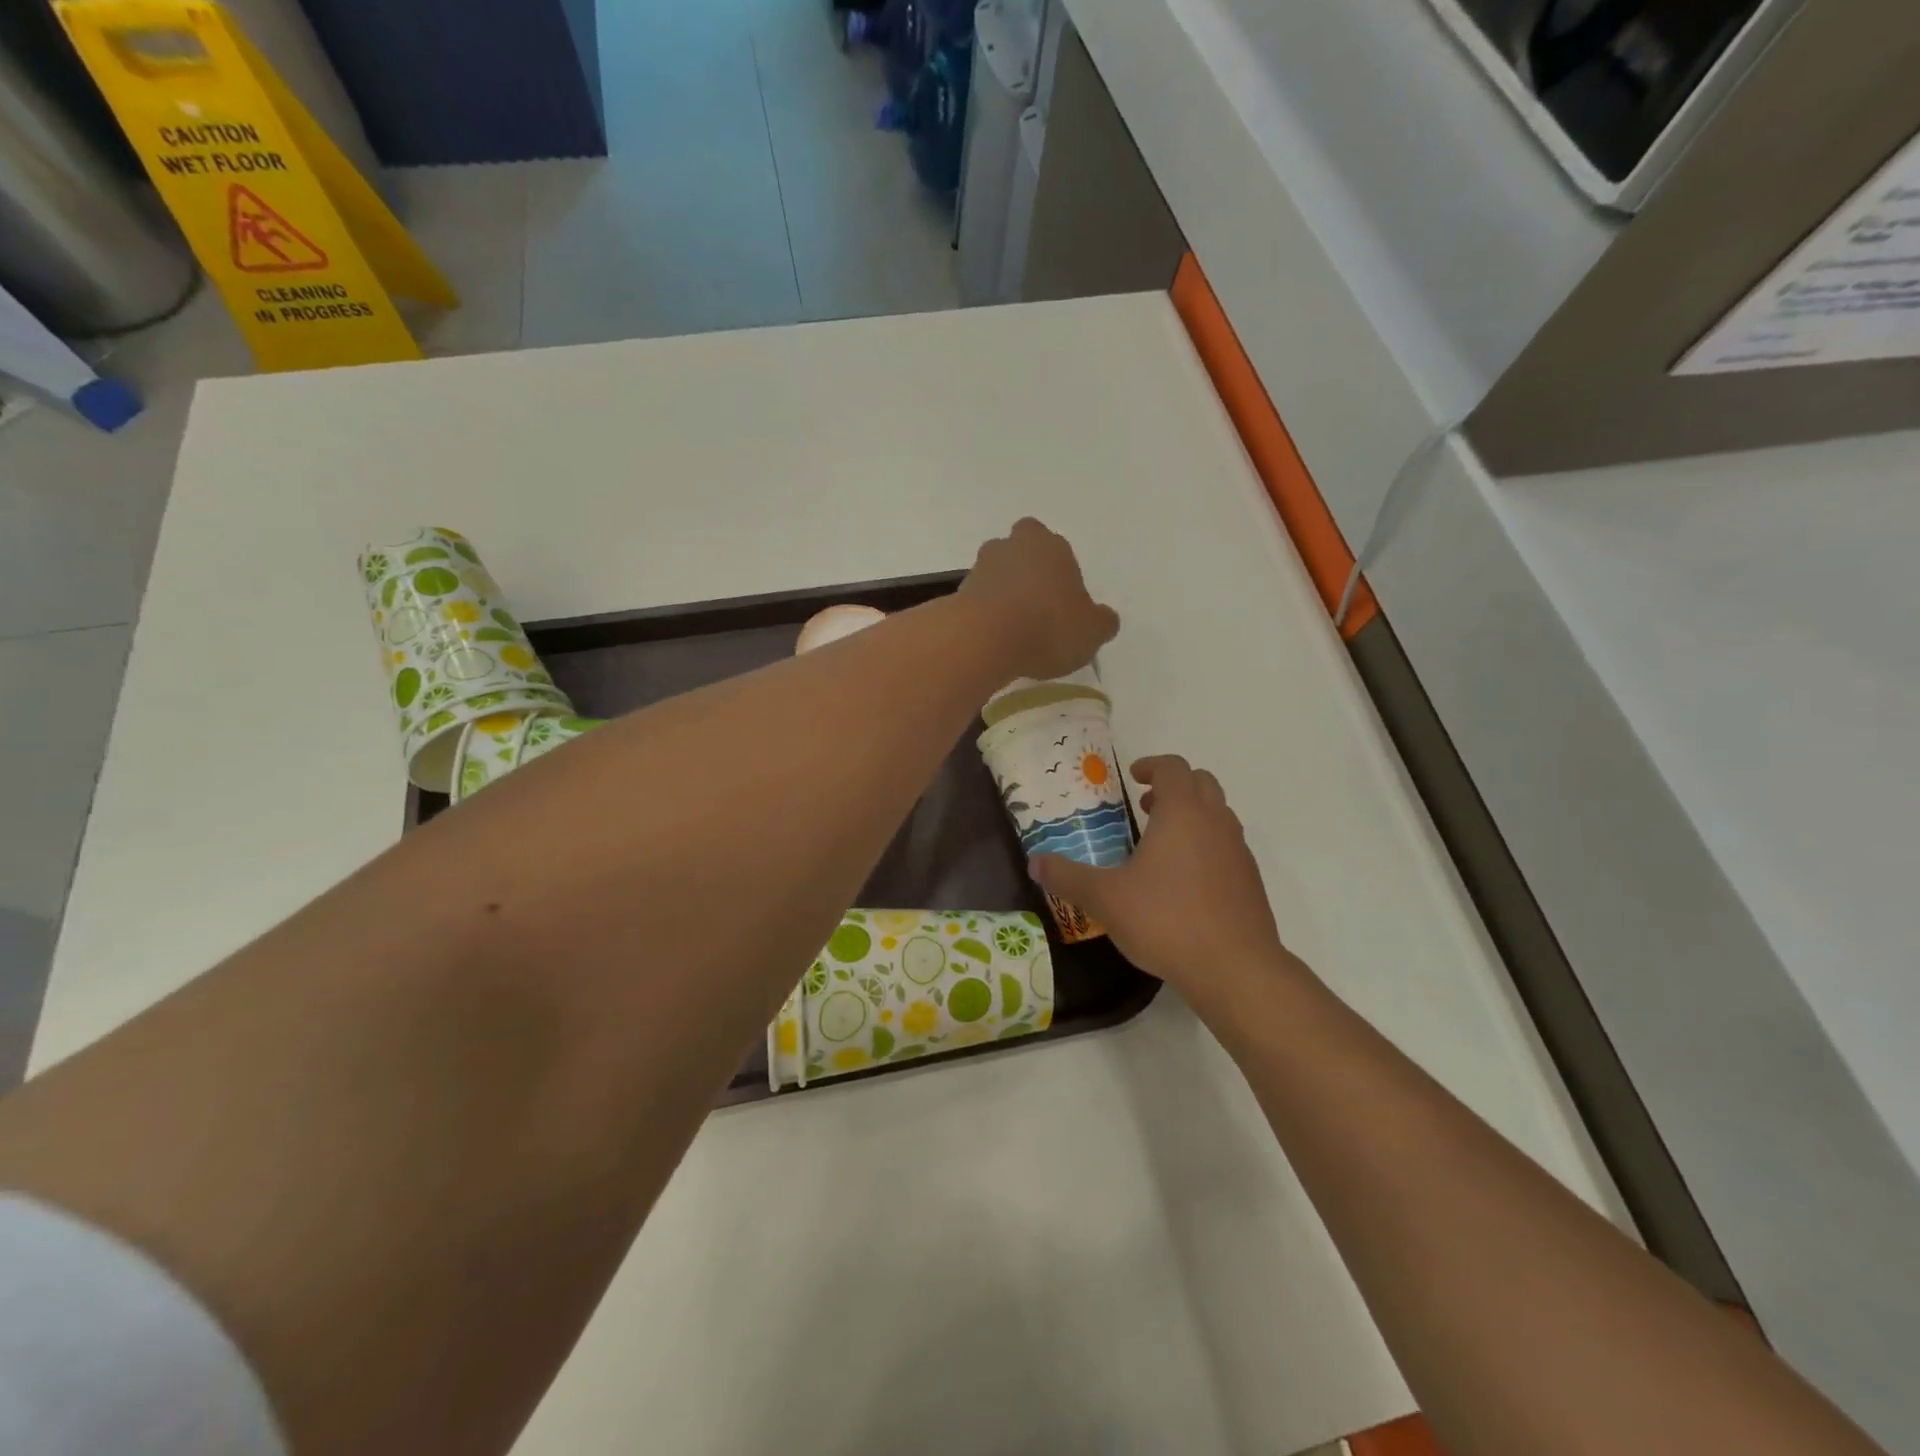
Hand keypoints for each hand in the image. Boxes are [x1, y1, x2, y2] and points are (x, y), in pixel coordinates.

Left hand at [960, 519, 1119, 681]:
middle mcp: (1013, 546)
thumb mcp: (1092, 632)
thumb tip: (1104, 618)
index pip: (1058, 549)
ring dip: (1004, 594)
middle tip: (1037, 607)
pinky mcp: (957, 592)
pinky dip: (986, 614)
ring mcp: (981, 567)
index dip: (1061, 574)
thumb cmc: (1047, 627)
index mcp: (1051, 545)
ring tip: (1015, 630)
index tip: (1064, 603)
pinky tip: (994, 640)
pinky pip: (978, 600)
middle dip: (1027, 573)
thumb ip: (1102, 622)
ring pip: (997, 574)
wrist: (983, 640)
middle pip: (1021, 552)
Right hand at [1030, 756, 1298, 1014]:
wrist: (1236, 969)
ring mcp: (1238, 851)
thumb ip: (1068, 877)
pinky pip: (1227, 846)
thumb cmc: (1167, 920)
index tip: (1133, 778)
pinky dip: (1206, 845)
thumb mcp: (1105, 899)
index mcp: (1183, 813)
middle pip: (1201, 783)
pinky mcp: (1250, 881)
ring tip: (1161, 844)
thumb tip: (1035, 863)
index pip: (1172, 767)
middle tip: (1146, 806)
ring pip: (1218, 814)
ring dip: (1192, 815)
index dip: (1151, 765)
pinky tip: (1184, 882)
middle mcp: (1216, 822)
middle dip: (1173, 787)